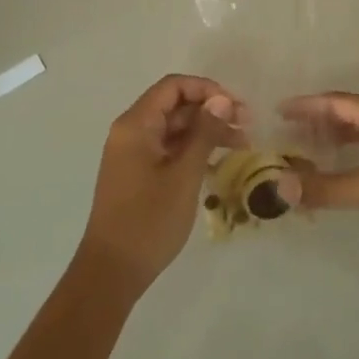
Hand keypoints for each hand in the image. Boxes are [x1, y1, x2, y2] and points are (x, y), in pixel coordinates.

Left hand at [77, 75, 240, 297]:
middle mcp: (131, 131)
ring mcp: (133, 153)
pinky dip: (192, 150)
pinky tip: (219, 163)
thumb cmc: (148, 220)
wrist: (111, 272)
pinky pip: (168, 149)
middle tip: (247, 127)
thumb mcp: (184, 174)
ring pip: (174, 128)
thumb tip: (222, 100)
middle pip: (175, 106)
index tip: (236, 106)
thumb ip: (204, 133)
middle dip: (211, 111)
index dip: (207, 89)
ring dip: (206, 132)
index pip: (173, 87)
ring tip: (241, 145)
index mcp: (136, 124)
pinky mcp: (137, 173)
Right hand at [284, 92, 358, 260]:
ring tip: (310, 149)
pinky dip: (354, 154)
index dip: (308, 105)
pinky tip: (344, 171)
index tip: (280, 111)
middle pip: (352, 112)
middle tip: (291, 132)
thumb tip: (280, 186)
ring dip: (338, 138)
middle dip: (321, 121)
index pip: (339, 102)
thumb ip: (325, 187)